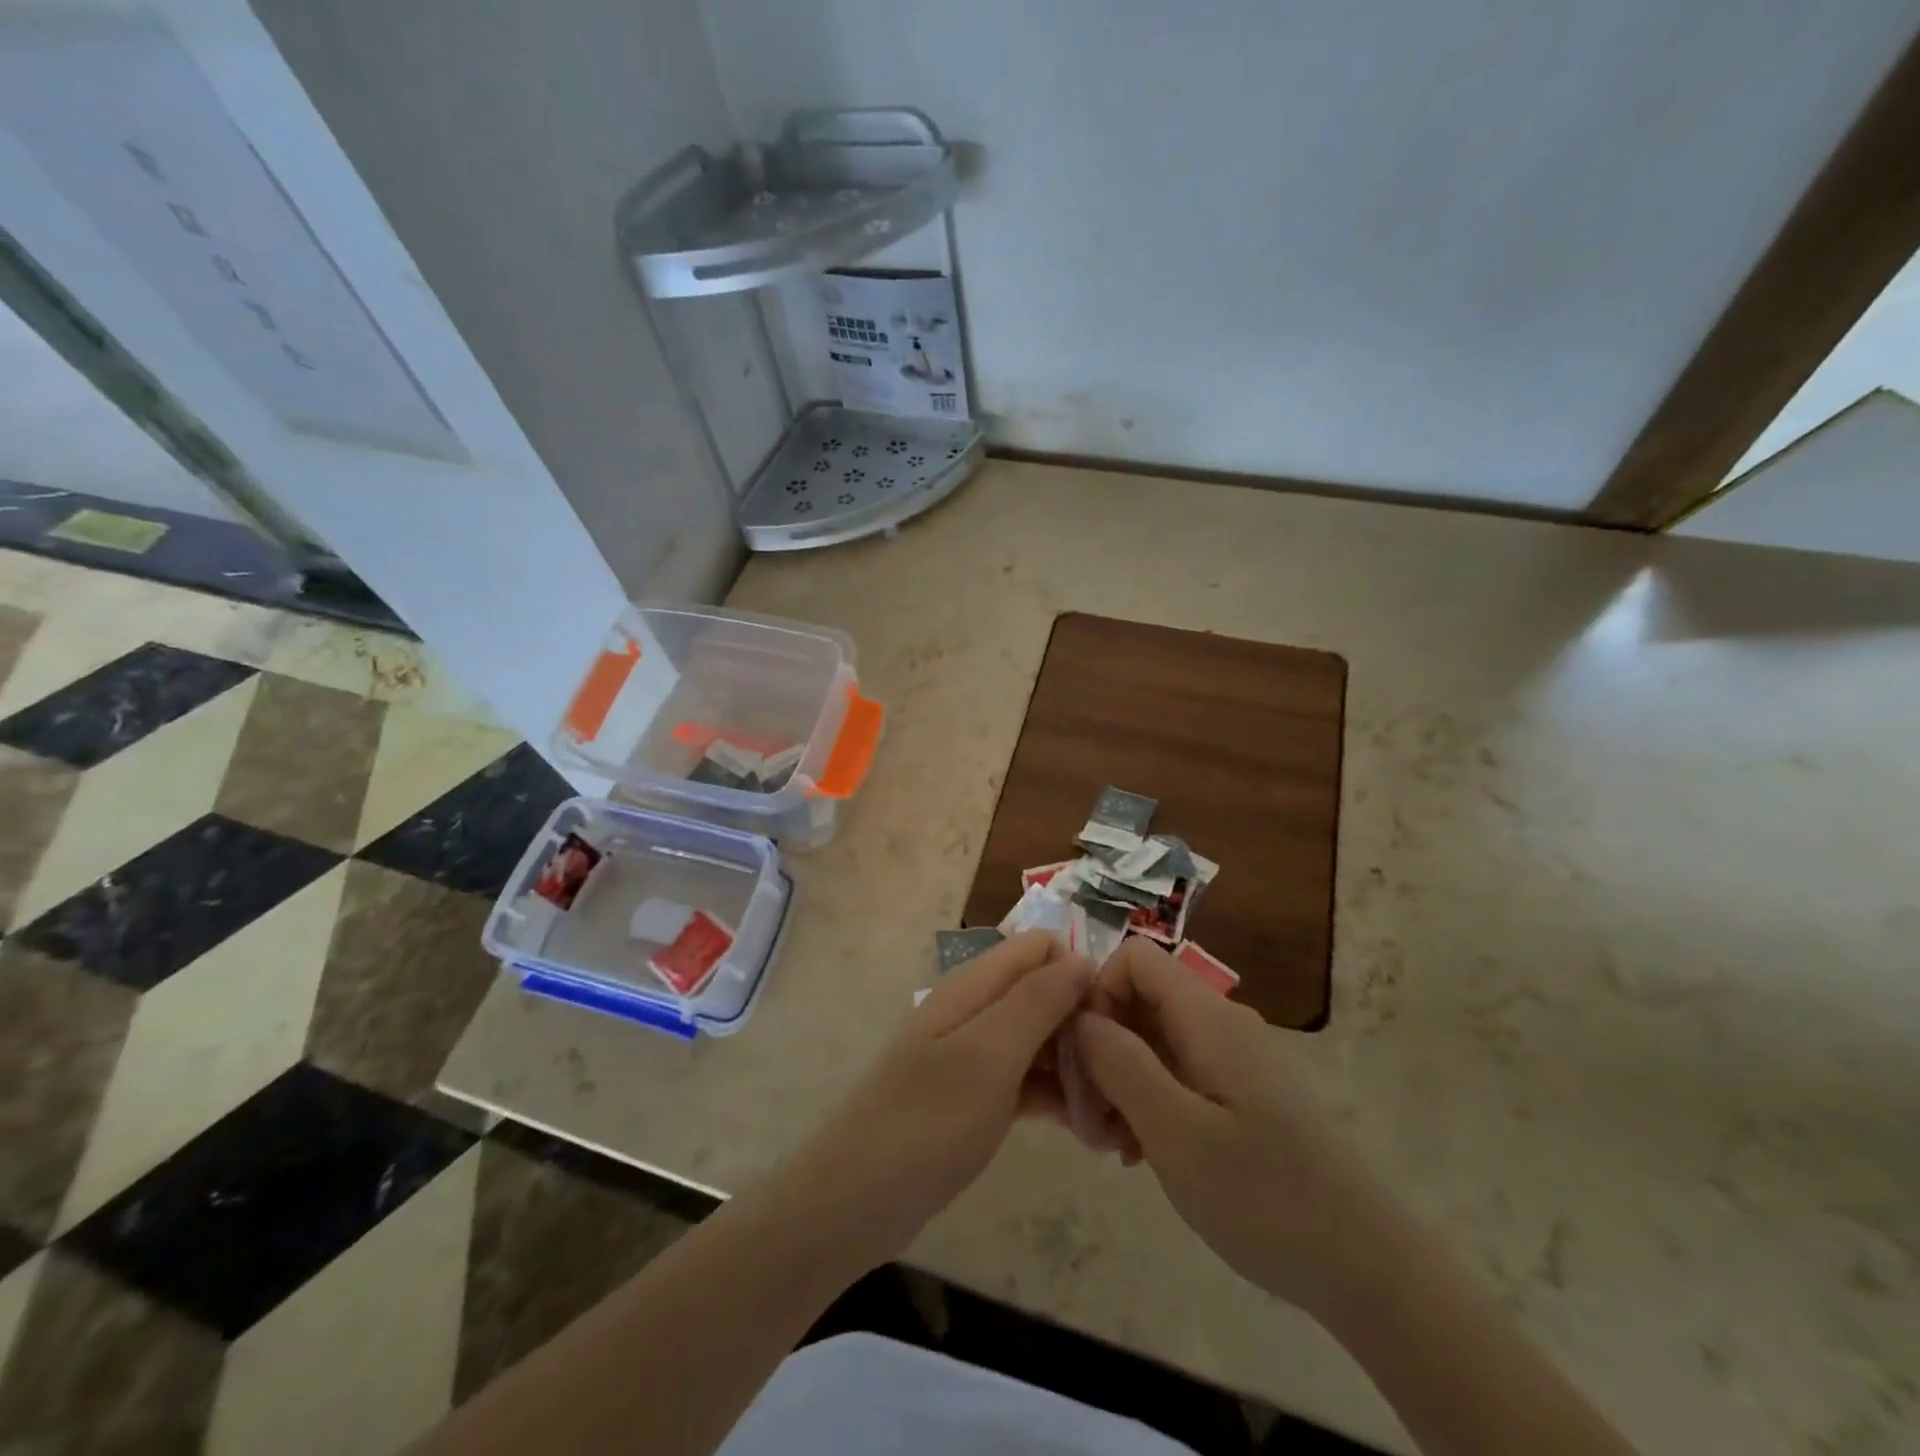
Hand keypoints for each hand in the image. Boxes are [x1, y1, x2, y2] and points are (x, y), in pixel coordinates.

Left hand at [783, 931, 1092, 1268]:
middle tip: (1120, 1077)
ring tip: (1113, 1113)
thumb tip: (1082, 958)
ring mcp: (974, 1053)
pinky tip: (1089, 1131)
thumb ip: (1036, 1000)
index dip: (1079, 972)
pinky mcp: (975, 1095)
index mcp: (975, 985)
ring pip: (1039, 1038)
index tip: (1111, 1020)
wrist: (857, 1199)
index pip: (1040, 947)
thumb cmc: (928, 1120)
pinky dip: (1056, 1096)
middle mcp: (976, 1009)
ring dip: (1076, 1065)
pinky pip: (1027, 1079)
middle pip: (1044, 992)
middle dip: (1084, 1023)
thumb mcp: (989, 1054)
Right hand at [1074, 937, 1400, 1319]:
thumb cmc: (1267, 1199)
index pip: (1134, 958)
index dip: (1097, 994)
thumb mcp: (1178, 1135)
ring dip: (1120, 1082)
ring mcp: (1234, 1056)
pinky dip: (1149, 1100)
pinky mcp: (1242, 1091)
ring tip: (1114, 1147)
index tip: (1085, 1060)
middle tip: (1090, 1125)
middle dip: (1101, 1051)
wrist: (1371, 1267)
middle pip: (1138, 1001)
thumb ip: (1122, 1065)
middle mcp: (1221, 1022)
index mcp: (1207, 1017)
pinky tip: (1143, 1153)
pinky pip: (1177, 1071)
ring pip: (1153, 1039)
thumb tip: (1081, 1016)